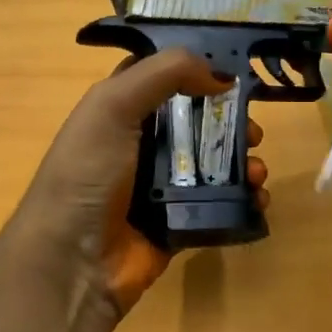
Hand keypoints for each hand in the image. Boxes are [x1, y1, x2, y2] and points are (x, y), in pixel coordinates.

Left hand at [15, 50, 267, 318]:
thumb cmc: (88, 173)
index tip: (236, 73)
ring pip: (214, 162)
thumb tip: (222, 75)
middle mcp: (141, 143)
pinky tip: (258, 197)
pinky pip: (219, 203)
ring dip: (243, 161)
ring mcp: (161, 185)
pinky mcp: (179, 221)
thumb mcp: (112, 106)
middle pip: (198, 121)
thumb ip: (164, 74)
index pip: (164, 78)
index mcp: (120, 110)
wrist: (73, 261)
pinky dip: (244, 198)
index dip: (198, 70)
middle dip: (231, 122)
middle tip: (254, 132)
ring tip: (258, 170)